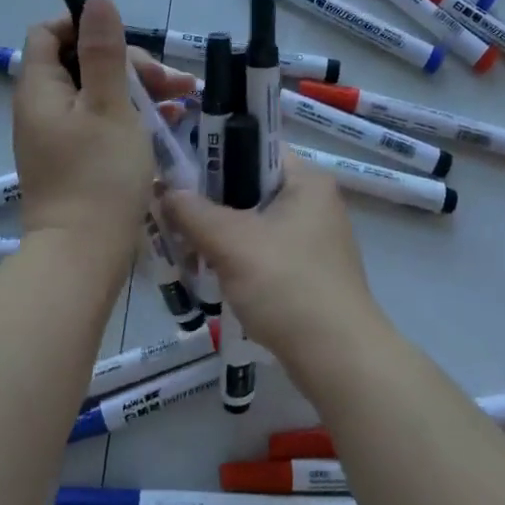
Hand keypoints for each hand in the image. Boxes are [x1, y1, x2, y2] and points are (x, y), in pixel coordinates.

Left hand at [13, 0, 195, 253]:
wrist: (84, 255)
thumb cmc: (99, 175)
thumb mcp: (110, 105)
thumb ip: (103, 52)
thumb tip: (96, 0)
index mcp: (41, 89)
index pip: (49, 34)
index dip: (84, 25)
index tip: (125, 39)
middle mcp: (43, 108)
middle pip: (81, 63)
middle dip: (129, 64)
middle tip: (170, 82)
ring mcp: (59, 137)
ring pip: (99, 94)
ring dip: (139, 90)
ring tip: (183, 100)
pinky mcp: (76, 160)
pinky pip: (103, 123)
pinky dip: (133, 117)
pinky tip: (170, 123)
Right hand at [161, 157, 378, 364]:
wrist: (339, 358)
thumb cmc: (287, 285)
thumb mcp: (231, 242)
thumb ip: (193, 212)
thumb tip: (165, 191)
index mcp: (307, 180)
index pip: (255, 146)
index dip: (215, 151)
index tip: (177, 168)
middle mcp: (315, 202)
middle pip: (252, 186)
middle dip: (210, 199)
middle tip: (171, 211)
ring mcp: (315, 239)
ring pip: (255, 222)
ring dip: (220, 233)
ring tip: (184, 246)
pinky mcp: (309, 272)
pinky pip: (264, 251)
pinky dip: (237, 257)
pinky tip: (210, 273)